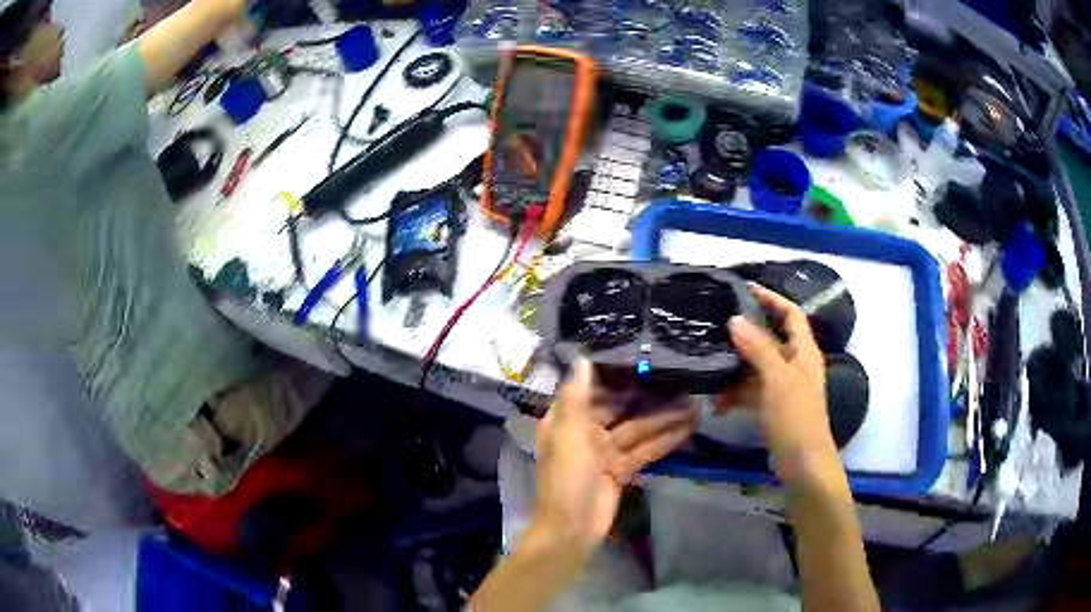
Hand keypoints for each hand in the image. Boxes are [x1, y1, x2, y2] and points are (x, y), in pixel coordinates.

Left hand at [533, 360, 697, 553]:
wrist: (571, 528)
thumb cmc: (566, 477)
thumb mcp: (569, 433)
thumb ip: (578, 396)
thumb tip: (582, 358)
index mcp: (568, 420)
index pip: (595, 391)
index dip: (619, 377)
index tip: (646, 360)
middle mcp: (586, 432)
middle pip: (623, 410)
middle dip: (650, 399)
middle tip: (682, 382)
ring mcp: (606, 452)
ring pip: (639, 430)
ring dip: (665, 419)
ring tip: (696, 404)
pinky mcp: (622, 470)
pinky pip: (645, 450)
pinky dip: (665, 440)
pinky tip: (688, 428)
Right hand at [719, 285, 844, 489]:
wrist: (803, 463)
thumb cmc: (796, 417)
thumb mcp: (777, 379)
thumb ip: (757, 348)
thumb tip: (735, 319)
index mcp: (803, 351)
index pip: (791, 314)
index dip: (771, 298)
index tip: (745, 288)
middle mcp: (795, 364)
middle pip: (770, 339)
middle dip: (745, 334)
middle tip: (717, 326)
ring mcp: (783, 387)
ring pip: (756, 367)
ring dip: (735, 369)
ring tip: (710, 370)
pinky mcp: (772, 407)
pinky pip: (751, 392)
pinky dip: (736, 395)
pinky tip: (718, 405)